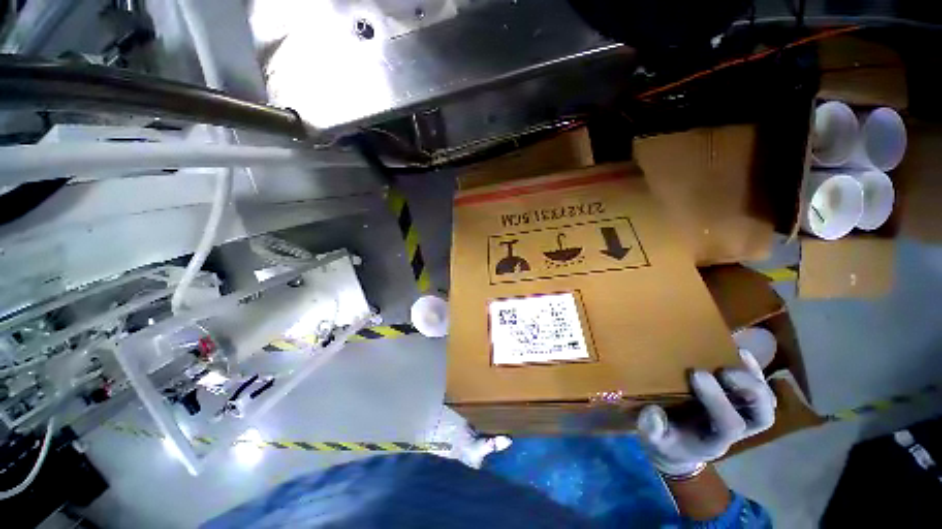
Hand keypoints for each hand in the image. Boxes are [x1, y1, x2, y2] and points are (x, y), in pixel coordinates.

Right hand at [637, 350, 776, 477]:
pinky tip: (741, 352)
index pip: (729, 424)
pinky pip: (757, 387)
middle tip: (723, 370)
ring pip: (765, 401)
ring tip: (737, 354)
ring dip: (755, 377)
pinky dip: (754, 370)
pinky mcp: (737, 401)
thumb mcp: (653, 440)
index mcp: (715, 440)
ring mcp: (740, 414)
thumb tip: (654, 412)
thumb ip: (652, 430)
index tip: (695, 374)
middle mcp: (736, 429)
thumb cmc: (666, 441)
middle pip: (762, 415)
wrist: (679, 445)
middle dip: (749, 390)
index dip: (718, 399)